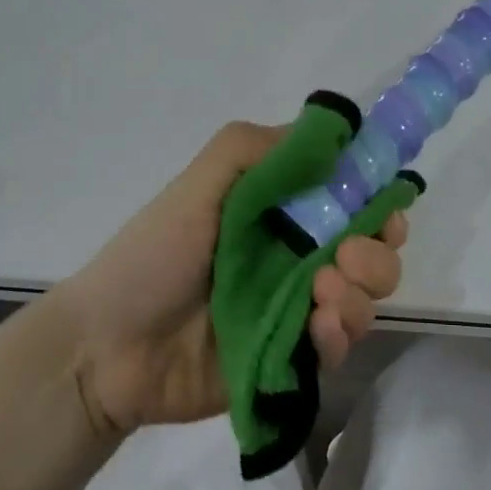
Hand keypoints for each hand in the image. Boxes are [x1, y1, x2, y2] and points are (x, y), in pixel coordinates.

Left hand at [61, 122, 407, 436]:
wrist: (108, 348)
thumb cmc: (154, 255)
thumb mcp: (199, 183)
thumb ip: (256, 149)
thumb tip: (331, 131)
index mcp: (281, 209)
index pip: (351, 194)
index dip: (375, 194)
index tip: (381, 201)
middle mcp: (299, 253)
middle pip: (373, 246)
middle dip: (377, 248)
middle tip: (347, 255)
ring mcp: (299, 307)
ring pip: (366, 295)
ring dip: (361, 291)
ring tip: (322, 294)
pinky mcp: (294, 357)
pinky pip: (342, 344)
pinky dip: (341, 334)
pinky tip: (317, 329)